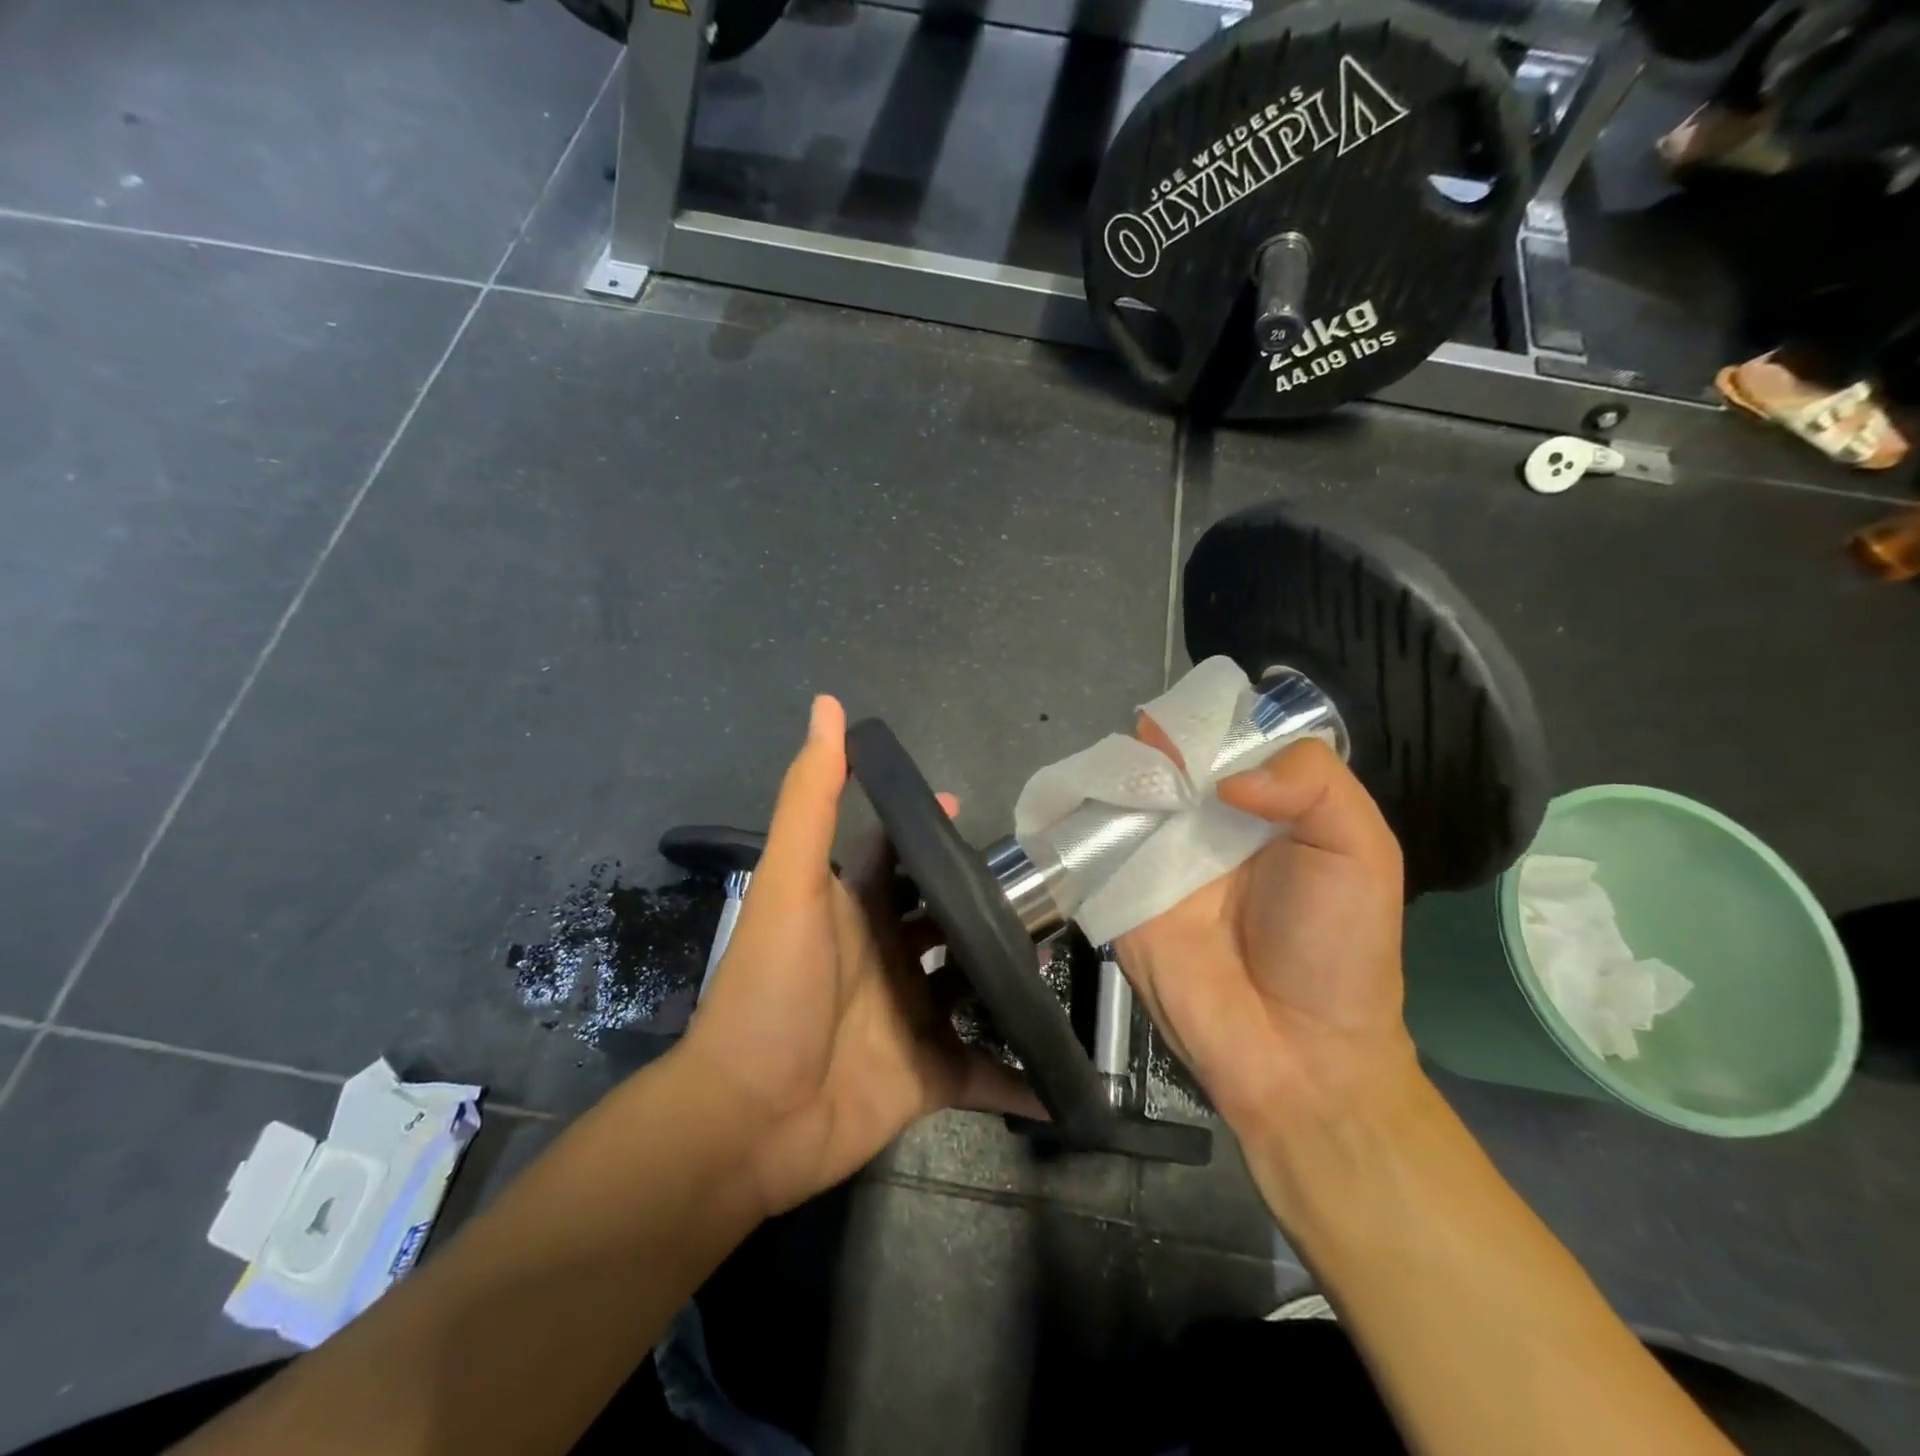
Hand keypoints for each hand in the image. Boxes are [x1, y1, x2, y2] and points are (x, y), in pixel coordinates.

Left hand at [678, 695, 1038, 1216]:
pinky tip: (1063, 1075)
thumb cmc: (773, 987)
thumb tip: (827, 705)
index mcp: (857, 910)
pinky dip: (1020, 1078)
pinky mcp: (930, 1075)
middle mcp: (888, 957)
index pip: (899, 856)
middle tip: (1052, 888)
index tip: (973, 812)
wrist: (749, 1117)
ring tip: (1069, 957)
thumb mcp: (791, 883)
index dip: (930, 831)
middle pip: (949, 918)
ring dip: (1015, 976)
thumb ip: (813, 797)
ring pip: (976, 988)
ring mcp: (912, 1017)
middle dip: (992, 903)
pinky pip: (985, 1073)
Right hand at [1115, 729, 1413, 1138]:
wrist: (1294, 1053)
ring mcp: (1156, 857)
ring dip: (1115, 773)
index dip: (1206, 722)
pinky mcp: (1117, 891)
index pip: (1225, 744)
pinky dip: (1077, 816)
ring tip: (1119, 764)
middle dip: (1154, 742)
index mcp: (1263, 807)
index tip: (1189, 714)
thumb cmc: (1337, 948)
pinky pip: (1092, 843)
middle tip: (1147, 734)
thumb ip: (1312, 784)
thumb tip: (1224, 775)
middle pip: (1169, 763)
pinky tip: (1076, 796)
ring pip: (1125, 795)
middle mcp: (1205, 824)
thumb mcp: (1360, 850)